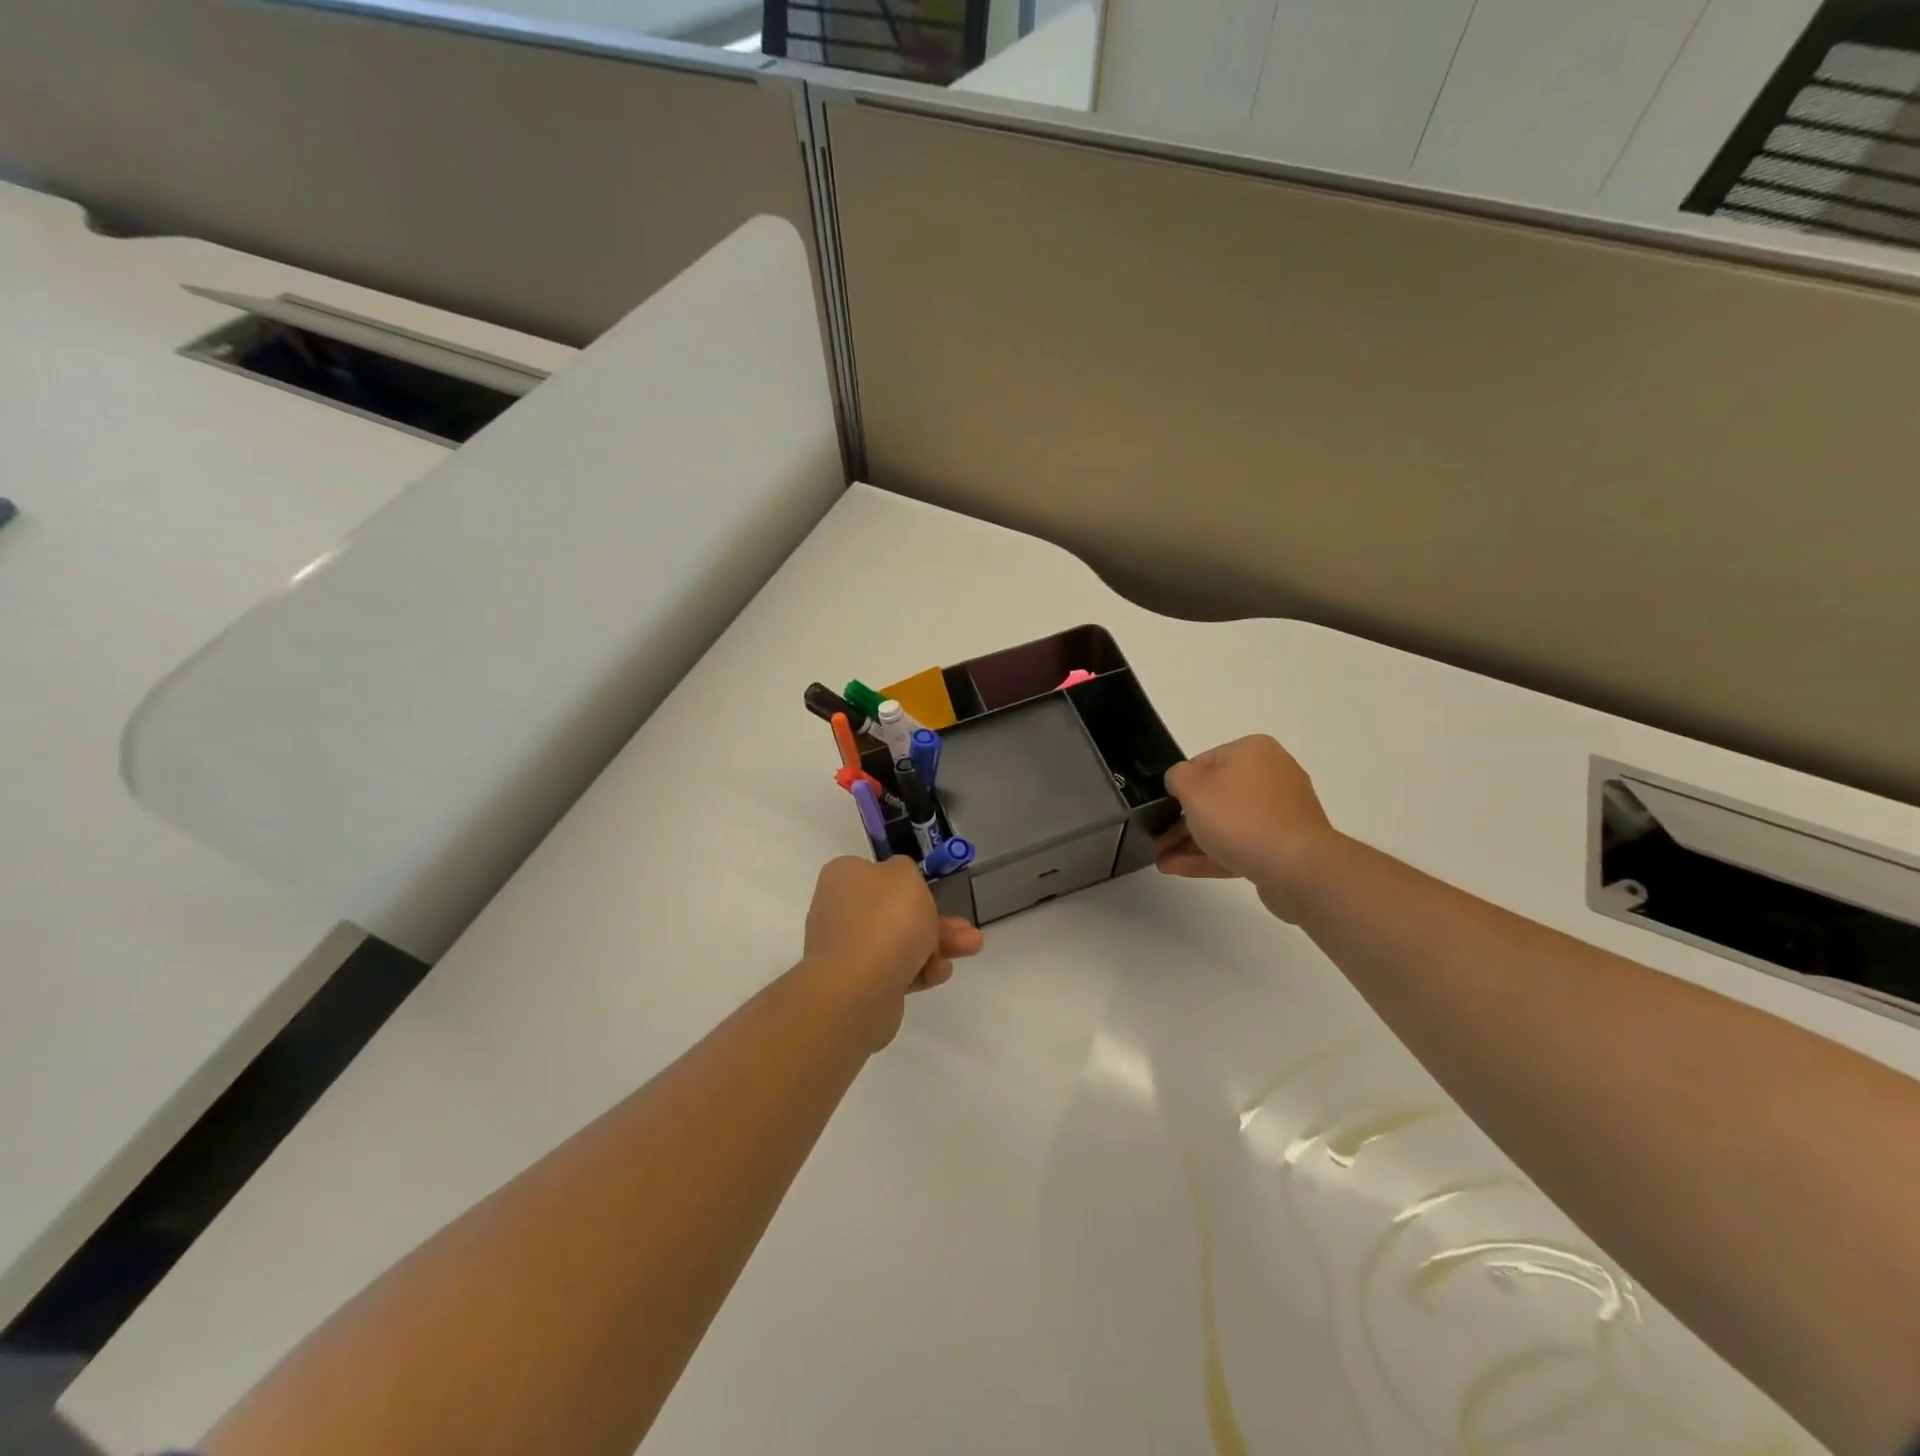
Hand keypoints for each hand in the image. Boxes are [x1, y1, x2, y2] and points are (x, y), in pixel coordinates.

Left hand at [802, 856, 984, 1046]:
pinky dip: (919, 969)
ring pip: (899, 941)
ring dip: (937, 944)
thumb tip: (897, 880)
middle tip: (966, 927)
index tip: (932, 890)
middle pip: (895, 910)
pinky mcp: (857, 983)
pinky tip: (940, 973)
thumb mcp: (906, 875)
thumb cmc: (885, 920)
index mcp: (844, 877)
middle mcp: (839, 910)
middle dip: (936, 918)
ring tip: (972, 948)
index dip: (908, 882)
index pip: (876, 872)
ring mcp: (846, 949)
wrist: (858, 989)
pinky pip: (894, 970)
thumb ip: (906, 869)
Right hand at [1155, 735, 1338, 921]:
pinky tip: (1179, 869)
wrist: (1297, 867)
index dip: (1179, 786)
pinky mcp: (1285, 845)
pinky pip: (1241, 845)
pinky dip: (1212, 855)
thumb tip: (1181, 782)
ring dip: (1192, 842)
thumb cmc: (1240, 817)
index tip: (1162, 809)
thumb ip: (1176, 777)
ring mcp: (1281, 813)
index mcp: (1253, 751)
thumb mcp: (1192, 788)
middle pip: (1216, 796)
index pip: (1204, 762)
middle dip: (1182, 820)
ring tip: (1162, 860)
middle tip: (1157, 838)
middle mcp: (1272, 775)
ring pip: (1227, 824)